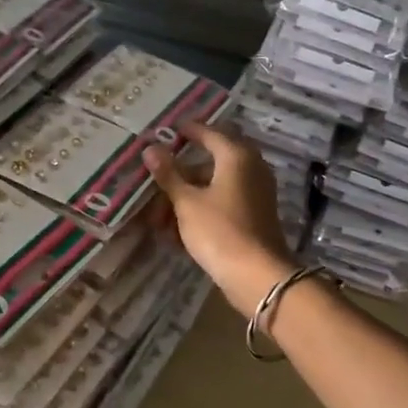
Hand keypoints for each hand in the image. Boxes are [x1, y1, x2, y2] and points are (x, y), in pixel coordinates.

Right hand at [143, 120, 296, 316]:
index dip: (187, 131)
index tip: (168, 131)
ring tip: (159, 218)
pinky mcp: (255, 216)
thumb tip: (151, 148)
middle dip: (181, 173)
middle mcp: (251, 168)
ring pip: (215, 186)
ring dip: (187, 197)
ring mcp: (256, 193)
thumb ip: (169, 174)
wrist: (257, 275)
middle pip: (210, 162)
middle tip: (157, 180)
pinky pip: (223, 203)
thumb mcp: (187, 202)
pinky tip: (177, 231)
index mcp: (236, 156)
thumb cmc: (219, 231)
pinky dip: (201, 210)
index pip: (208, 132)